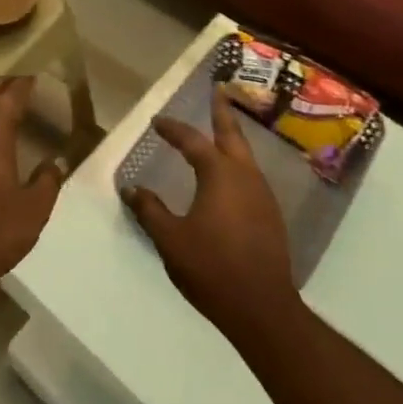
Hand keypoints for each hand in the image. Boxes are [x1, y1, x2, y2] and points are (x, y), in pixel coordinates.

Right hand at [121, 96, 302, 348]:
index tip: (158, 122)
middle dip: (222, 113)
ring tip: (220, 132)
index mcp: (219, 174)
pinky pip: (252, 176)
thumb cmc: (213, 268)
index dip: (173, 129)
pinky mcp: (271, 216)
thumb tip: (131, 188)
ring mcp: (263, 195)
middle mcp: (244, 176)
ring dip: (232, 139)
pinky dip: (238, 164)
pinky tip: (231, 177)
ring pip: (246, 155)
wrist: (263, 310)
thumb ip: (150, 211)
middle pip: (232, 135)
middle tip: (217, 93)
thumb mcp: (171, 240)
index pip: (192, 141)